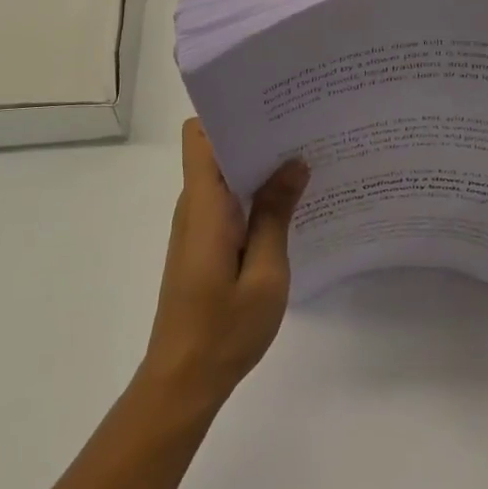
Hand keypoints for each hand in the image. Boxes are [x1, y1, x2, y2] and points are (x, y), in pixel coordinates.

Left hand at [138, 119, 308, 411]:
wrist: (182, 382)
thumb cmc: (224, 329)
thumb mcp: (266, 273)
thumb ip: (276, 214)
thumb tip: (294, 163)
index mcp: (205, 205)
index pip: (200, 136)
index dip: (229, 113)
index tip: (271, 106)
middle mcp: (195, 206)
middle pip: (216, 148)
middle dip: (256, 133)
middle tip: (304, 128)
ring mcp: (197, 225)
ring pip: (224, 174)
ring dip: (258, 164)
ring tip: (305, 159)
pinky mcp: (203, 243)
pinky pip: (227, 200)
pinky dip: (254, 193)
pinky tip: (289, 202)